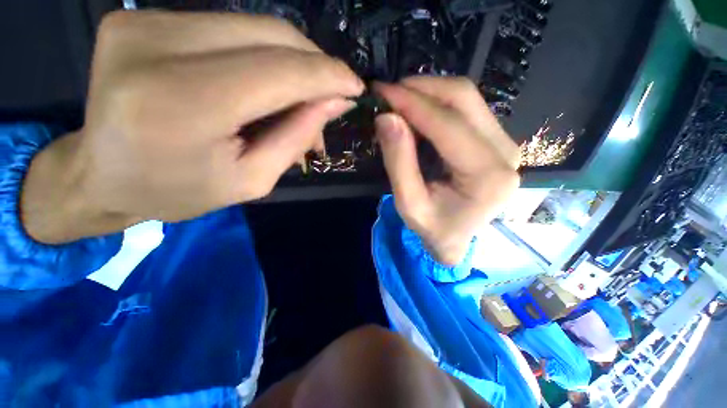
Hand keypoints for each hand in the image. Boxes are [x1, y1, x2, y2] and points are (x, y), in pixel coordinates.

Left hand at [21, 11, 362, 243]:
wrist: (101, 174)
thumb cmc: (179, 190)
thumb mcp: (252, 180)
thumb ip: (296, 138)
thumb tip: (336, 102)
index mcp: (182, 104)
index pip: (279, 71)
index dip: (327, 76)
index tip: (356, 88)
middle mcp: (156, 47)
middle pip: (270, 35)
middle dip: (314, 66)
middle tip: (330, 98)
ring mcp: (143, 22)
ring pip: (253, 26)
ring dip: (291, 63)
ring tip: (299, 99)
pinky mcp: (140, 16)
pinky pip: (228, 28)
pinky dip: (261, 55)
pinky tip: (264, 85)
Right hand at [375, 77, 519, 264]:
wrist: (456, 238)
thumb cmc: (433, 228)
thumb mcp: (409, 204)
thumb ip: (399, 161)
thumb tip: (386, 117)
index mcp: (487, 176)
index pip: (447, 125)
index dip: (412, 103)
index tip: (381, 92)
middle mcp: (505, 153)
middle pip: (464, 99)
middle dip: (421, 89)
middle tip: (388, 94)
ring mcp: (505, 144)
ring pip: (466, 98)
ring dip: (428, 93)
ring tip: (399, 101)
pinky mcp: (495, 141)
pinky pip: (466, 108)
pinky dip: (437, 103)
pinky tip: (416, 112)